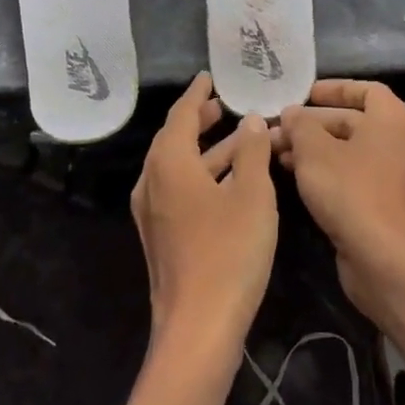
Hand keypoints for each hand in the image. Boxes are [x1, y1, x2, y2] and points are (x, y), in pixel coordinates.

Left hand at [125, 72, 276, 404]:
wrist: (198, 327)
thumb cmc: (229, 251)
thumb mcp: (252, 194)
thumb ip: (252, 152)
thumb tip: (252, 121)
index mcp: (168, 164)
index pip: (181, 115)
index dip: (197, 95)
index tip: (209, 77)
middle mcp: (152, 183)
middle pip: (175, 140)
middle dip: (200, 121)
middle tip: (224, 105)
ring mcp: (153, 213)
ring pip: (180, 167)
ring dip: (209, 151)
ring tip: (240, 137)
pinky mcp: (162, 237)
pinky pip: (181, 190)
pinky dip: (204, 176)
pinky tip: (230, 181)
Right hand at [277, 80, 404, 376]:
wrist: (386, 261)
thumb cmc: (351, 192)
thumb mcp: (314, 152)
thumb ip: (300, 126)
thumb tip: (292, 115)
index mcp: (393, 120)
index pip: (366, 90)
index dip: (334, 88)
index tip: (305, 94)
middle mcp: (403, 143)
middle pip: (355, 122)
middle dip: (314, 125)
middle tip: (279, 130)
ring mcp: (400, 177)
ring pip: (353, 152)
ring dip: (317, 150)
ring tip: (279, 154)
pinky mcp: (391, 205)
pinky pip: (358, 176)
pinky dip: (331, 172)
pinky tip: (299, 179)